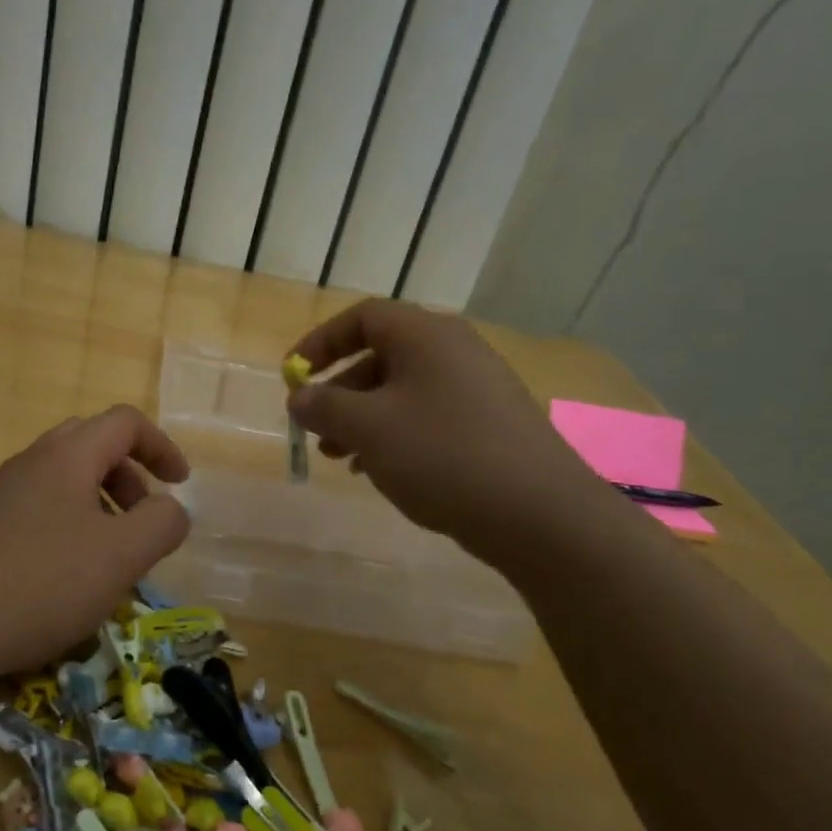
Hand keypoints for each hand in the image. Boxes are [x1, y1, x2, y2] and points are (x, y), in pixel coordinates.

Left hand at [0, 405, 191, 679]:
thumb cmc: (45, 583)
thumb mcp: (122, 555)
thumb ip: (162, 523)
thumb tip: (171, 509)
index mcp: (67, 455)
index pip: (125, 422)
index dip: (162, 447)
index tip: (181, 485)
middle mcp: (31, 461)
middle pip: (94, 443)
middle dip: (130, 474)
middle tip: (143, 517)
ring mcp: (2, 491)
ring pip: (65, 476)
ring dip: (101, 500)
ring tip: (110, 551)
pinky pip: (40, 504)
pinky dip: (70, 520)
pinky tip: (68, 570)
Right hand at [287, 300, 607, 563]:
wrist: (538, 513)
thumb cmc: (442, 455)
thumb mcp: (368, 428)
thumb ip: (325, 406)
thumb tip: (300, 397)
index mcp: (425, 336)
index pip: (362, 317)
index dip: (320, 342)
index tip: (293, 375)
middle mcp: (454, 351)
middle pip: (381, 355)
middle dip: (340, 390)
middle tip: (315, 426)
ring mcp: (477, 388)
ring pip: (403, 391)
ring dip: (363, 418)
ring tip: (339, 457)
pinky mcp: (489, 424)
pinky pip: (428, 416)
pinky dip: (395, 435)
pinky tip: (379, 470)